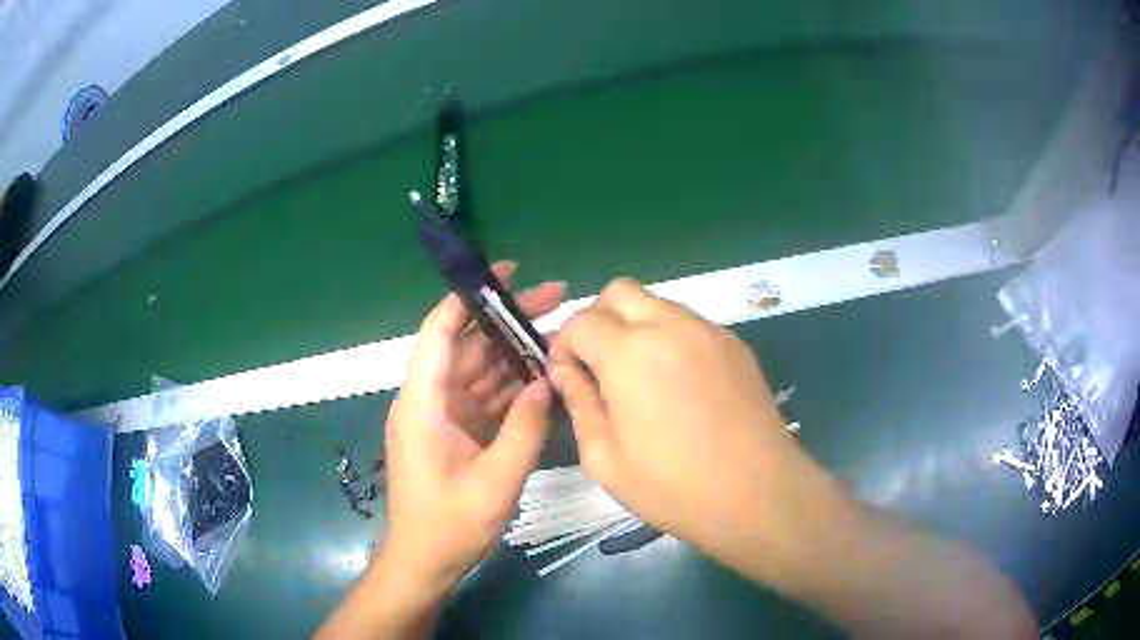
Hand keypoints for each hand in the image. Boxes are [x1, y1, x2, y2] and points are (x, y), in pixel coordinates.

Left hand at [379, 261, 561, 591]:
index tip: (506, 274)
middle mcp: (428, 400)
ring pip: (478, 369)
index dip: (468, 297)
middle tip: (555, 298)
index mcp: (423, 403)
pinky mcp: (455, 432)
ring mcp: (442, 417)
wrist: (425, 562)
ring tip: (558, 333)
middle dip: (507, 321)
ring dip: (513, 352)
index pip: (439, 332)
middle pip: (466, 345)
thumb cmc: (450, 526)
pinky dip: (510, 385)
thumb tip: (546, 381)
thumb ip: (524, 430)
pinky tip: (542, 375)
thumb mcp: (495, 482)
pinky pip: (484, 396)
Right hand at [549, 278, 831, 562]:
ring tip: (642, 379)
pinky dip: (671, 339)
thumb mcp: (605, 459)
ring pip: (658, 303)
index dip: (563, 345)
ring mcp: (709, 331)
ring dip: (636, 326)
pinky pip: (690, 324)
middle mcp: (670, 326)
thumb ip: (579, 404)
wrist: (759, 495)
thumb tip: (566, 373)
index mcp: (630, 353)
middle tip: (600, 366)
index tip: (568, 376)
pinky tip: (680, 386)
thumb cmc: (674, 487)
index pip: (580, 321)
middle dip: (598, 319)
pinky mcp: (736, 345)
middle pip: (620, 291)